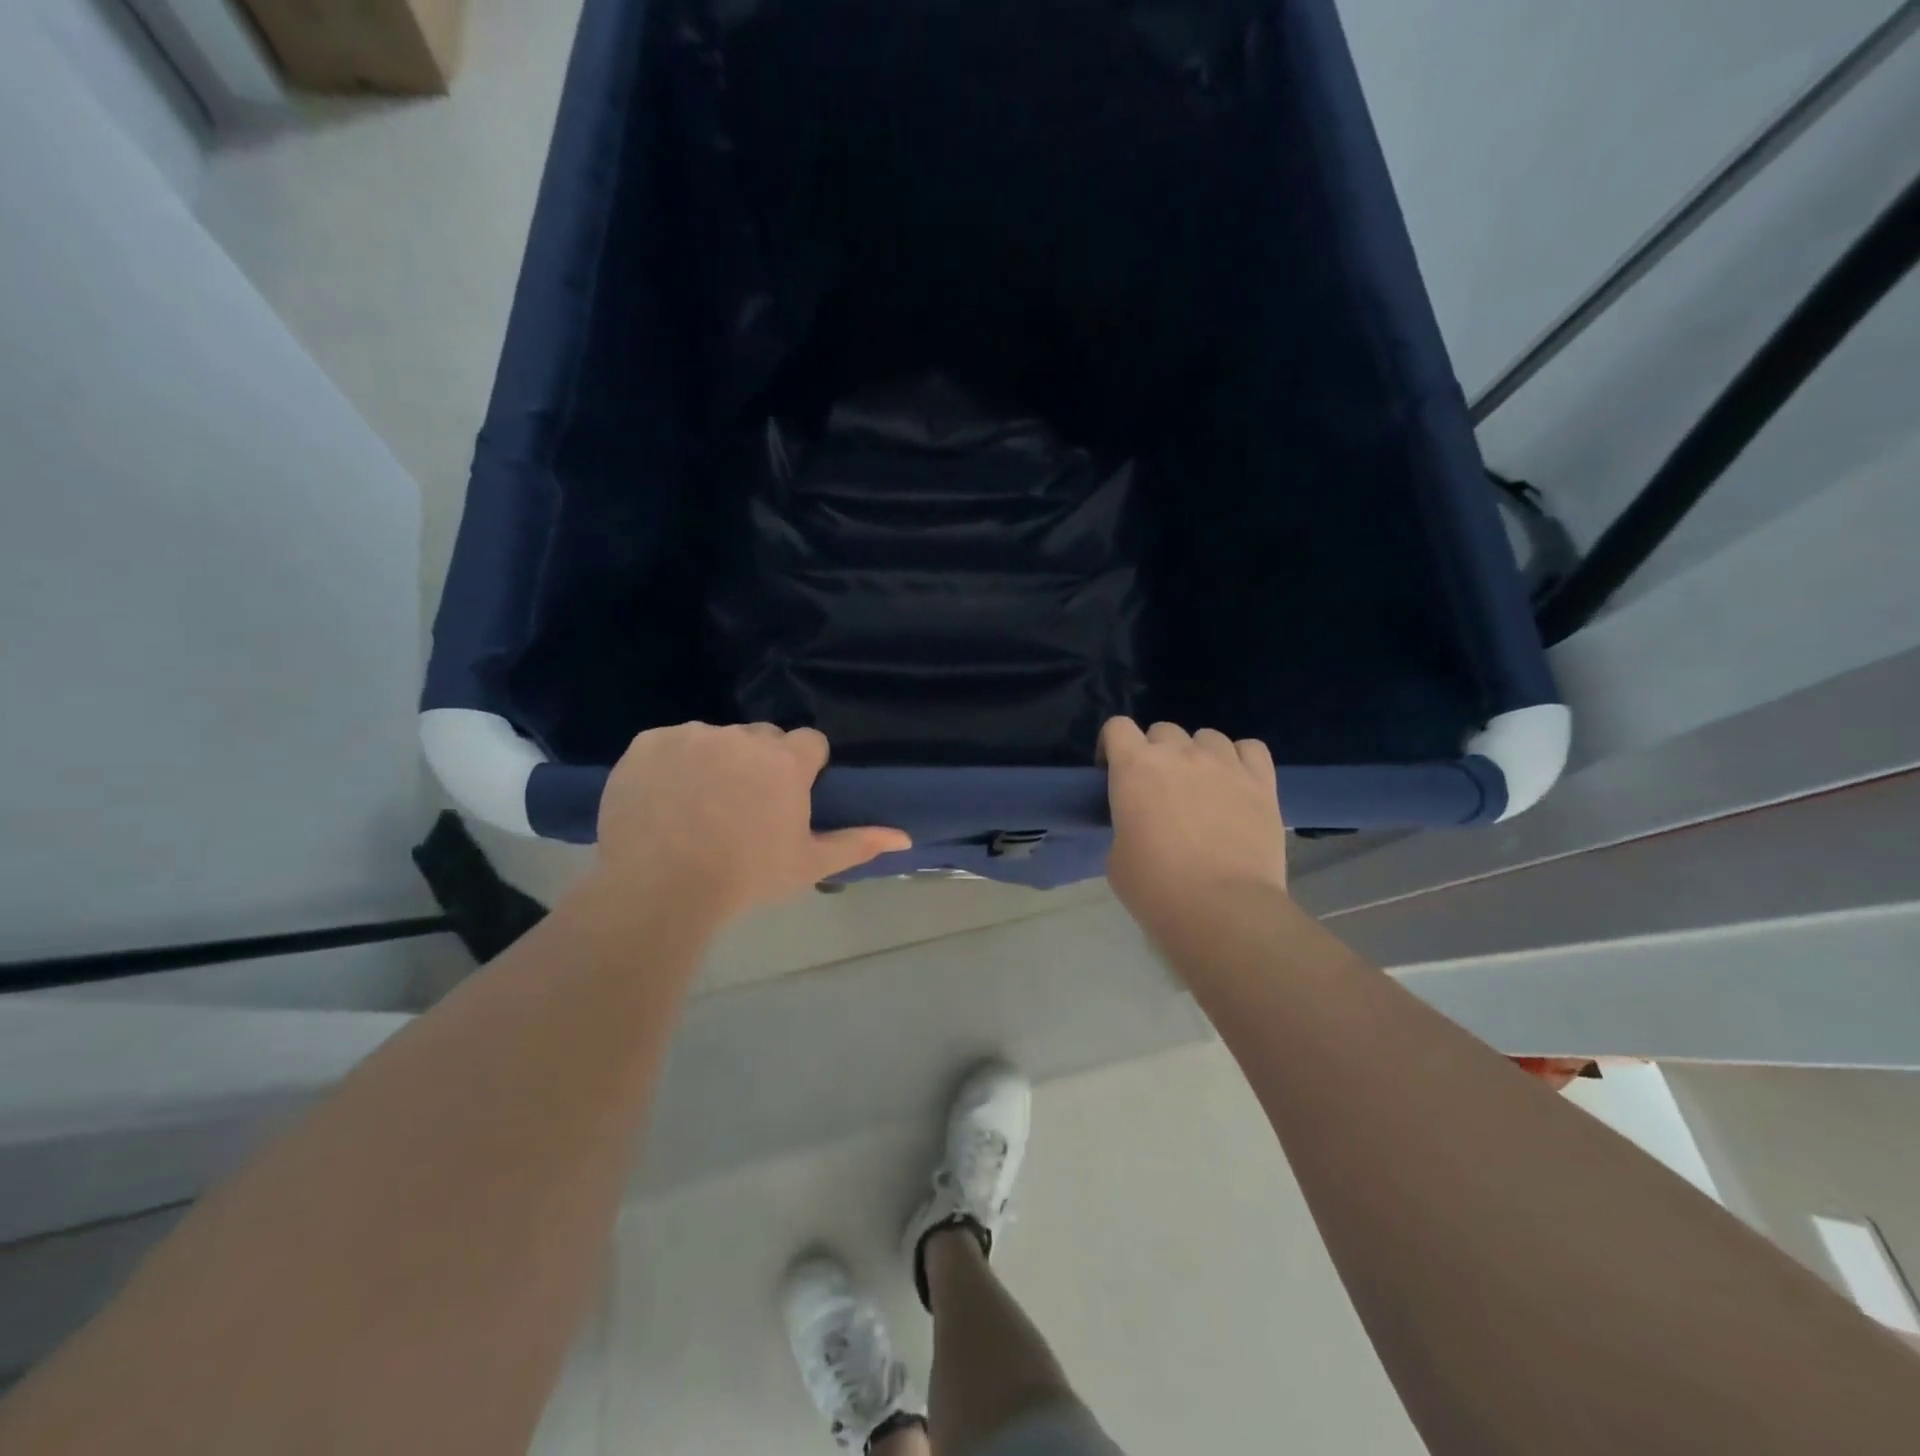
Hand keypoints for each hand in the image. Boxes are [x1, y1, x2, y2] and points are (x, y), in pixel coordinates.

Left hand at [592, 723, 910, 919]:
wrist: (657, 889)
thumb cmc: (745, 877)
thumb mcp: (807, 864)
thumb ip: (858, 843)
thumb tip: (905, 837)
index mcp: (786, 760)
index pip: (809, 742)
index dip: (803, 768)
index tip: (788, 799)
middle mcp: (742, 737)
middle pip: (762, 738)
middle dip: (760, 762)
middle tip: (743, 807)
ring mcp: (692, 735)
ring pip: (715, 739)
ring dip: (715, 761)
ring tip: (698, 807)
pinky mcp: (649, 742)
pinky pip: (669, 744)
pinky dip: (671, 765)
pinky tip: (664, 801)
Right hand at [1101, 718, 1287, 943]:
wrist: (1222, 909)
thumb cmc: (1156, 888)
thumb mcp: (1117, 856)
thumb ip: (1126, 824)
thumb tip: (1141, 823)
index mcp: (1135, 768)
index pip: (1117, 727)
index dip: (1112, 745)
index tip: (1113, 772)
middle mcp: (1179, 754)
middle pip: (1163, 730)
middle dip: (1156, 752)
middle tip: (1158, 788)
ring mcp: (1224, 764)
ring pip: (1207, 736)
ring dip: (1198, 754)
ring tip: (1201, 786)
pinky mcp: (1262, 782)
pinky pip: (1250, 749)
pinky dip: (1240, 759)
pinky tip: (1236, 781)